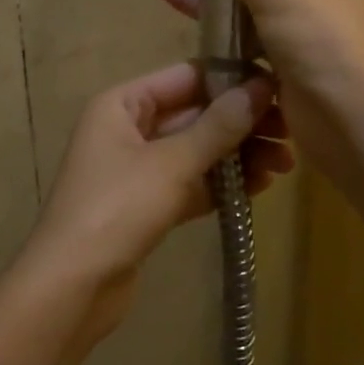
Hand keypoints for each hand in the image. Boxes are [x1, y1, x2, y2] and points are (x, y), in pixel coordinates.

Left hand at [16, 62, 290, 345]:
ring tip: (284, 165)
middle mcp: (128, 128)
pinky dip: (223, 184)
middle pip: (195, 114)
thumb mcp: (172, 163)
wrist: (72, 287)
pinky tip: (260, 186)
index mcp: (122, 103)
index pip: (186, 77)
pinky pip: (192, 183)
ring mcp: (137, 168)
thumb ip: (218, 126)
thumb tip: (260, 87)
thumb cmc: (117, 209)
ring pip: (197, 151)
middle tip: (291, 133)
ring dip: (238, 155)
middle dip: (242, 123)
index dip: (232, 80)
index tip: (279, 87)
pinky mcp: (147, 204)